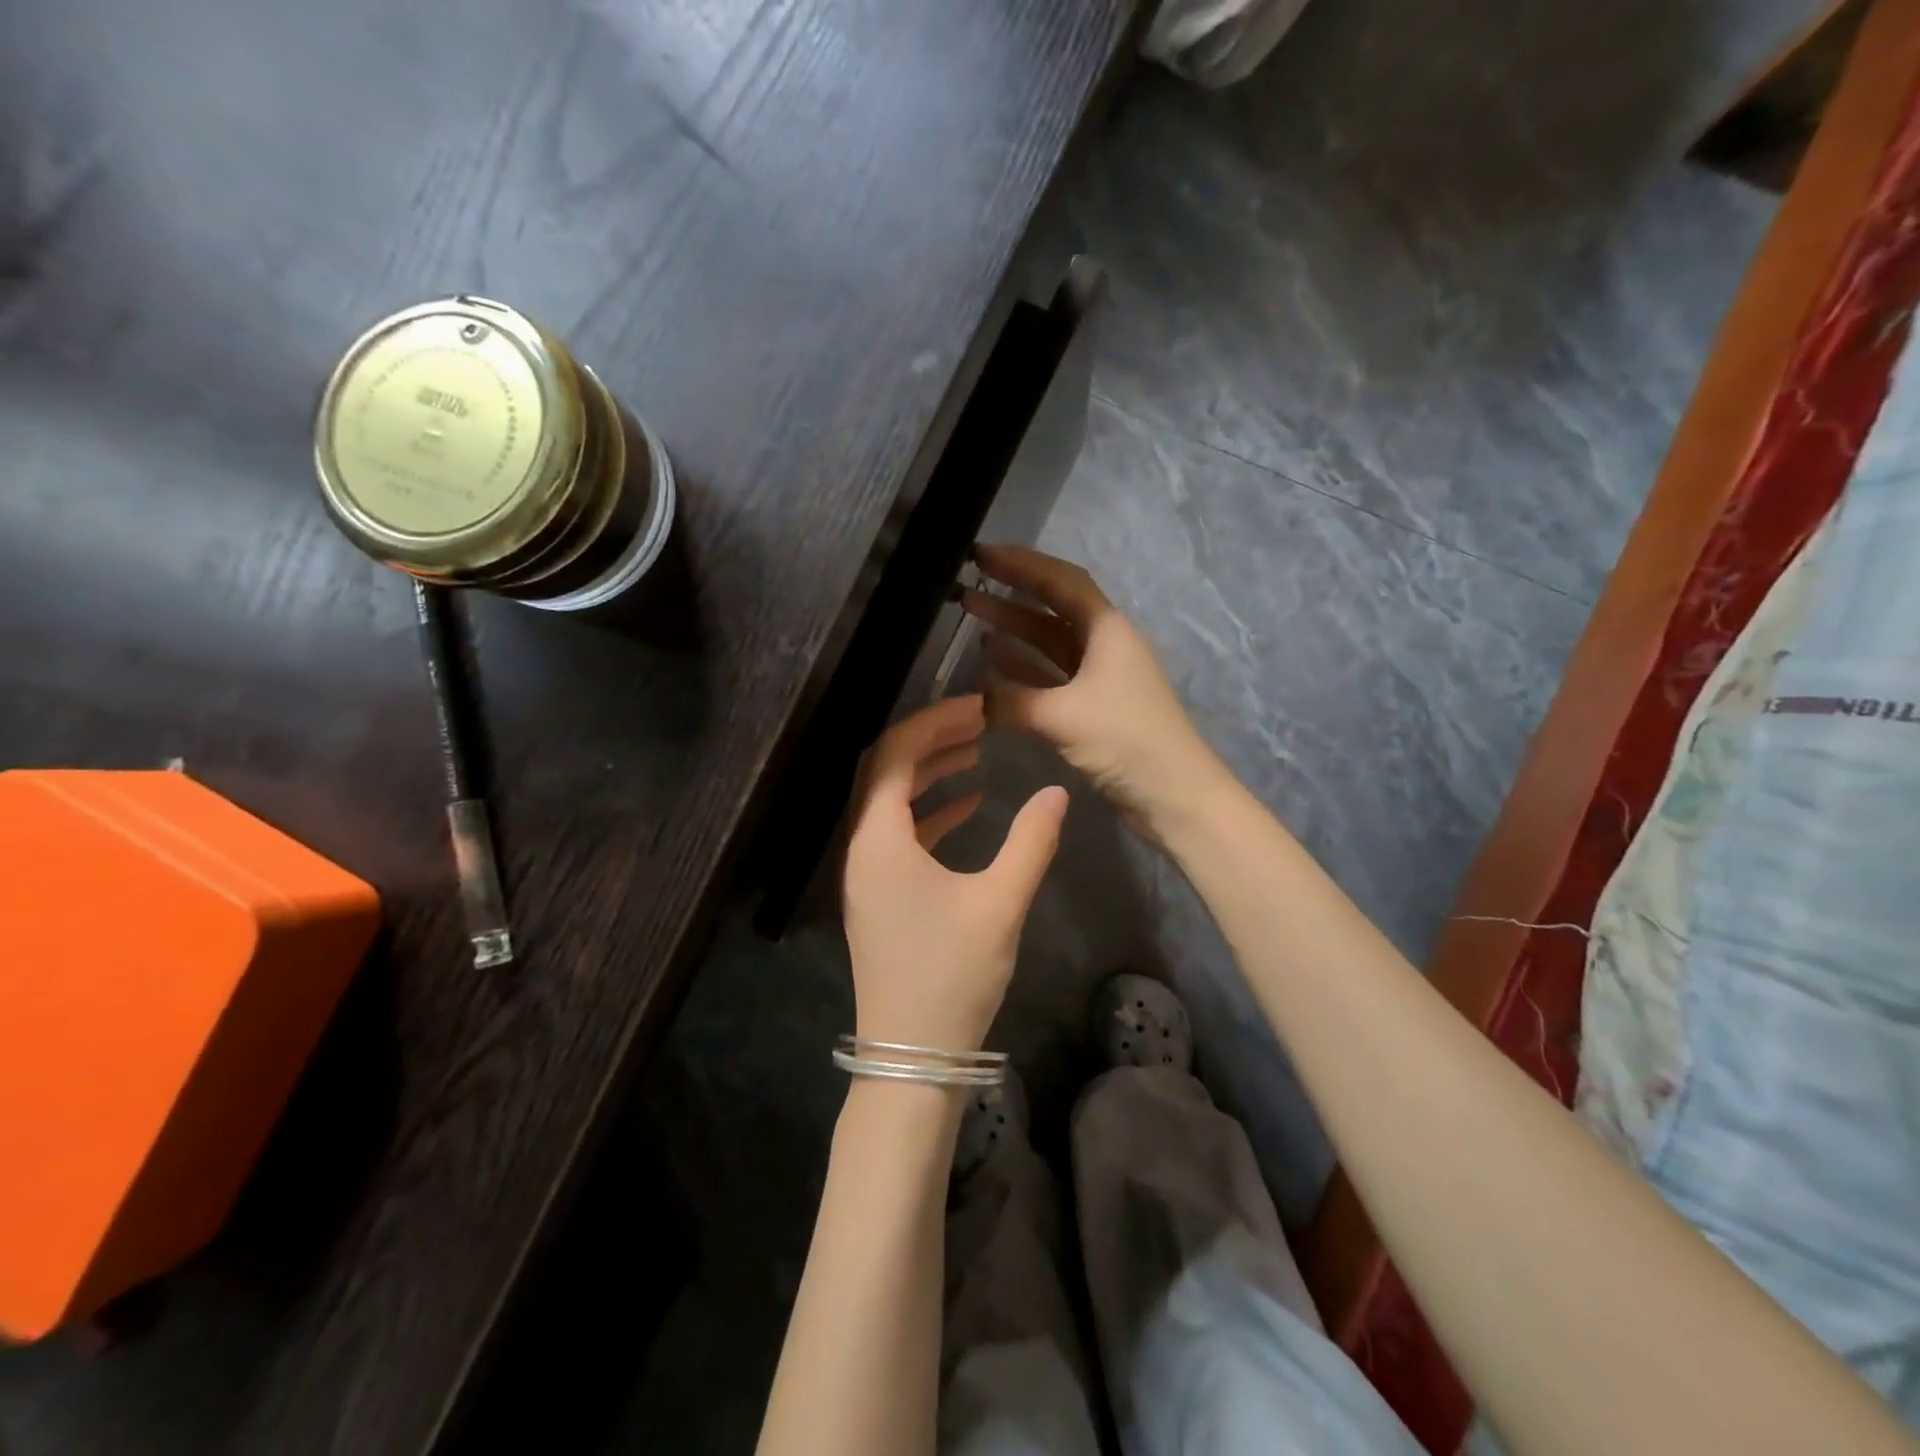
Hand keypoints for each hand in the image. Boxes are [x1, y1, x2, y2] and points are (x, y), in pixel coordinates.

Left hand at [842, 695, 1068, 1051]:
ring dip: (927, 773)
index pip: (894, 756)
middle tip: (976, 722)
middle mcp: (860, 848)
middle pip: (883, 771)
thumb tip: (1056, 792)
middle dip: (928, 739)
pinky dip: (927, 812)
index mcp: (879, 840)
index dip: (932, 723)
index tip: (976, 707)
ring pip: (888, 801)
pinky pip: (896, 833)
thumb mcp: (1000, 904)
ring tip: (975, 754)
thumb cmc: (952, 975)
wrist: (912, 1055)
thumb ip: (1030, 841)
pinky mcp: (877, 894)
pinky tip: (968, 807)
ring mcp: (864, 873)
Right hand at [963, 543, 1227, 836]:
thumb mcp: (1064, 716)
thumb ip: (1011, 703)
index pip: (1061, 581)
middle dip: (1011, 594)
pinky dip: (1023, 668)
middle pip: (1053, 608)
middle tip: (967, 581)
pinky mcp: (1093, 708)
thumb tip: (971, 703)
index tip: (980, 554)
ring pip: (1049, 643)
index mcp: (1108, 630)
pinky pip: (1050, 677)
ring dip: (1013, 629)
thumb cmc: (1127, 741)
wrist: (1174, 796)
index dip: (1021, 564)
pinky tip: (992, 662)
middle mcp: (1105, 645)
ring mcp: (1100, 677)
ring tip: (971, 613)